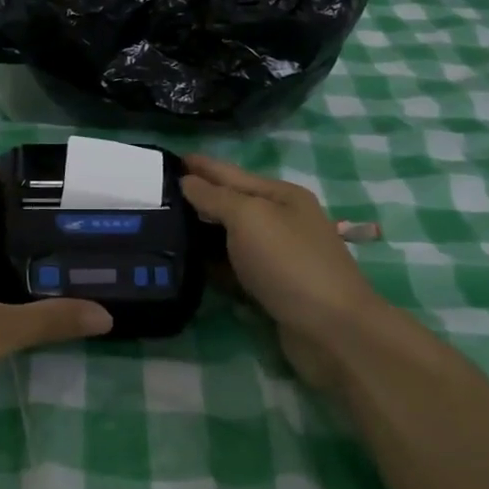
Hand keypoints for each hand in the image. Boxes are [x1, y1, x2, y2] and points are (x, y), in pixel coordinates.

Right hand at [180, 154, 385, 387]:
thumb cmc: (289, 262)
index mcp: (280, 195)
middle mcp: (281, 221)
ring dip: (200, 231)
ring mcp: (277, 256)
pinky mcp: (270, 288)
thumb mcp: (250, 217)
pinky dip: (211, 263)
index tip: (167, 158)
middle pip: (231, 203)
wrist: (331, 330)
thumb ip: (215, 197)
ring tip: (163, 225)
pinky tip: (187, 261)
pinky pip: (232, 267)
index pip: (230, 173)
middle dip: (197, 197)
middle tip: (156, 193)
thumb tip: (187, 181)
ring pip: (229, 237)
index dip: (200, 165)